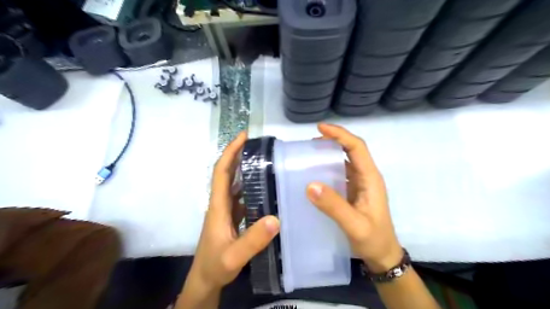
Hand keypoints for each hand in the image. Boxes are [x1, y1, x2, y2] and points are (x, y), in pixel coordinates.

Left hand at [186, 132, 278, 291]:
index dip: (231, 152)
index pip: (221, 172)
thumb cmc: (215, 266)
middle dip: (238, 154)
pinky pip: (241, 196)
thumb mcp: (234, 256)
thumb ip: (253, 240)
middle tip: (258, 143)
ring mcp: (226, 211)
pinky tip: (264, 188)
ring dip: (244, 169)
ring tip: (264, 161)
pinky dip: (250, 187)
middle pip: (227, 173)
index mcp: (218, 206)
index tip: (243, 136)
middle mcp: (221, 203)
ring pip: (234, 184)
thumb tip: (276, 218)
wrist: (205, 280)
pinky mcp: (232, 218)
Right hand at [308, 123, 402, 272]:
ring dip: (330, 153)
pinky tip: (315, 172)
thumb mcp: (355, 225)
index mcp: (371, 178)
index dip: (340, 135)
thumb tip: (310, 185)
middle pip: (351, 150)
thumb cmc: (373, 240)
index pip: (357, 148)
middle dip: (333, 140)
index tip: (320, 128)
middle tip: (310, 142)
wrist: (383, 256)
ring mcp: (360, 184)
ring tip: (309, 153)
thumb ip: (334, 206)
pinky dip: (328, 167)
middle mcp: (366, 177)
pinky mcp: (353, 192)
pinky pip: (340, 173)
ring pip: (345, 160)